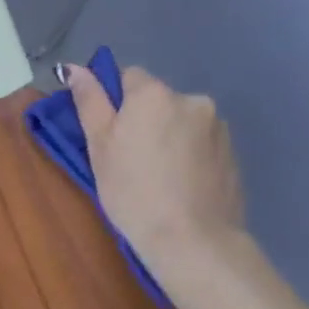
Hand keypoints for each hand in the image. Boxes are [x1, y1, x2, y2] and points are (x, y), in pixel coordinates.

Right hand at [65, 61, 247, 293]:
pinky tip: (181, 186)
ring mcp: (217, 127)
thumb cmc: (132, 191)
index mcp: (154, 94)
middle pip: (158, 100)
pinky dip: (189, 156)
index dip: (116, 104)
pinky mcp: (233, 153)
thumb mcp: (99, 146)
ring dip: (170, 137)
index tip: (111, 136)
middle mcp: (191, 99)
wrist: (192, 240)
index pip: (129, 77)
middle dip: (145, 121)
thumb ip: (89, 102)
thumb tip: (75, 68)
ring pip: (181, 122)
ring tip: (159, 178)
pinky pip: (201, 144)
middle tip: (130, 161)